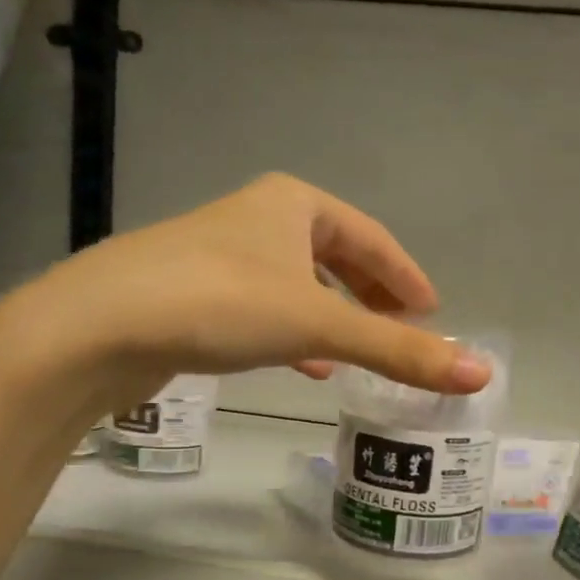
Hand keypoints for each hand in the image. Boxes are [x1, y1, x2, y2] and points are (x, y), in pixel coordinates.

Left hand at [31, 173, 490, 393]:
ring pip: (297, 284)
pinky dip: (293, 334)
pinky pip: (264, 309)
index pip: (371, 237)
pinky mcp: (193, 294)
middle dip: (370, 294)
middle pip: (334, 256)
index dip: (406, 275)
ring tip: (359, 352)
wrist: (100, 325)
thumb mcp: (319, 325)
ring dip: (333, 315)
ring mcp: (221, 256)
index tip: (432, 311)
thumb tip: (479, 374)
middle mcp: (257, 219)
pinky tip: (303, 366)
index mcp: (293, 204)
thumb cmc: (221, 303)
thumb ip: (399, 351)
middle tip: (400, 330)